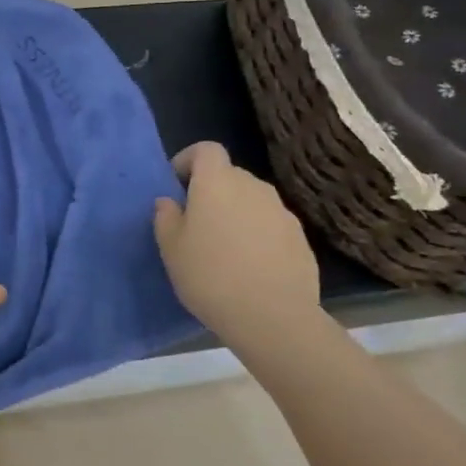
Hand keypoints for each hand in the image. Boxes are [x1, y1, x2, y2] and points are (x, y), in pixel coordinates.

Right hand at [153, 142, 321, 345]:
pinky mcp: (300, 237)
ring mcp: (281, 211)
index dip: (189, 160)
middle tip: (196, 223)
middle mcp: (253, 187)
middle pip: (229, 175)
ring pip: (251, 200)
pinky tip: (249, 266)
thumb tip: (169, 202)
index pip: (206, 149)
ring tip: (224, 247)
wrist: (272, 316)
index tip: (177, 184)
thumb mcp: (171, 249)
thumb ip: (166, 218)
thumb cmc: (210, 276)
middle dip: (212, 191)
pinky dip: (257, 234)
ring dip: (236, 213)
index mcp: (217, 182)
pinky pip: (270, 224)